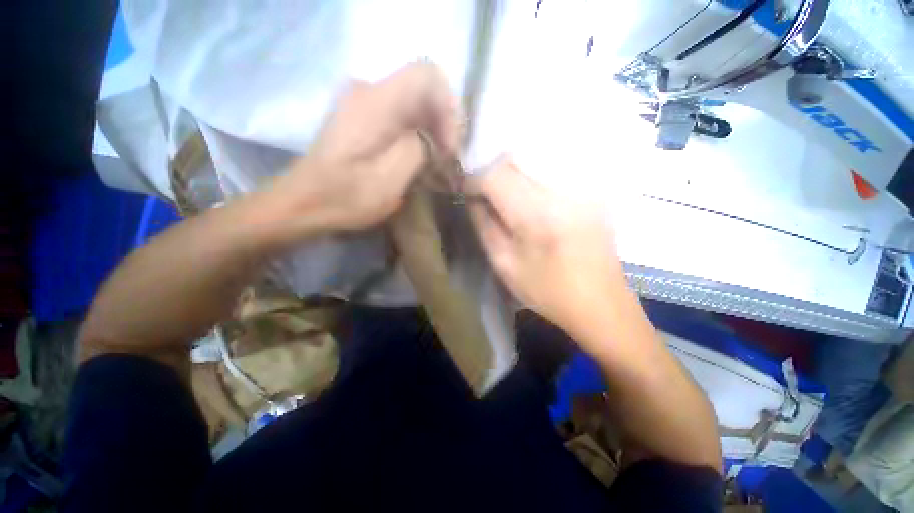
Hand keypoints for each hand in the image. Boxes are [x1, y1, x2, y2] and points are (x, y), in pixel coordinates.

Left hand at [267, 62, 460, 236]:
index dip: (448, 109)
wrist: (304, 203)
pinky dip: (418, 135)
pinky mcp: (362, 116)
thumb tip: (432, 139)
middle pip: (423, 90)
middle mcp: (368, 91)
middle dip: (443, 125)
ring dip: (432, 132)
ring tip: (437, 164)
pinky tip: (420, 159)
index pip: (428, 77)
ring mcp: (363, 102)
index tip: (449, 148)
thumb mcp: (389, 182)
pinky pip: (402, 115)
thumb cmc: (345, 198)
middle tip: (447, 161)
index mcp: (375, 104)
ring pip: (415, 104)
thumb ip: (417, 151)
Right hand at [466, 157, 624, 338]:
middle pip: (515, 161)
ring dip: (510, 173)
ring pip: (534, 160)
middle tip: (482, 193)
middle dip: (491, 173)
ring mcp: (582, 187)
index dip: (474, 179)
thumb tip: (474, 198)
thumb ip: (484, 225)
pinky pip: (554, 170)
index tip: (466, 192)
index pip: (496, 175)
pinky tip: (528, 197)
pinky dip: (532, 176)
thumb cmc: (547, 291)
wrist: (601, 304)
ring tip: (502, 194)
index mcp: (537, 214)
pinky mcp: (591, 192)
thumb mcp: (504, 263)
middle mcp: (562, 190)